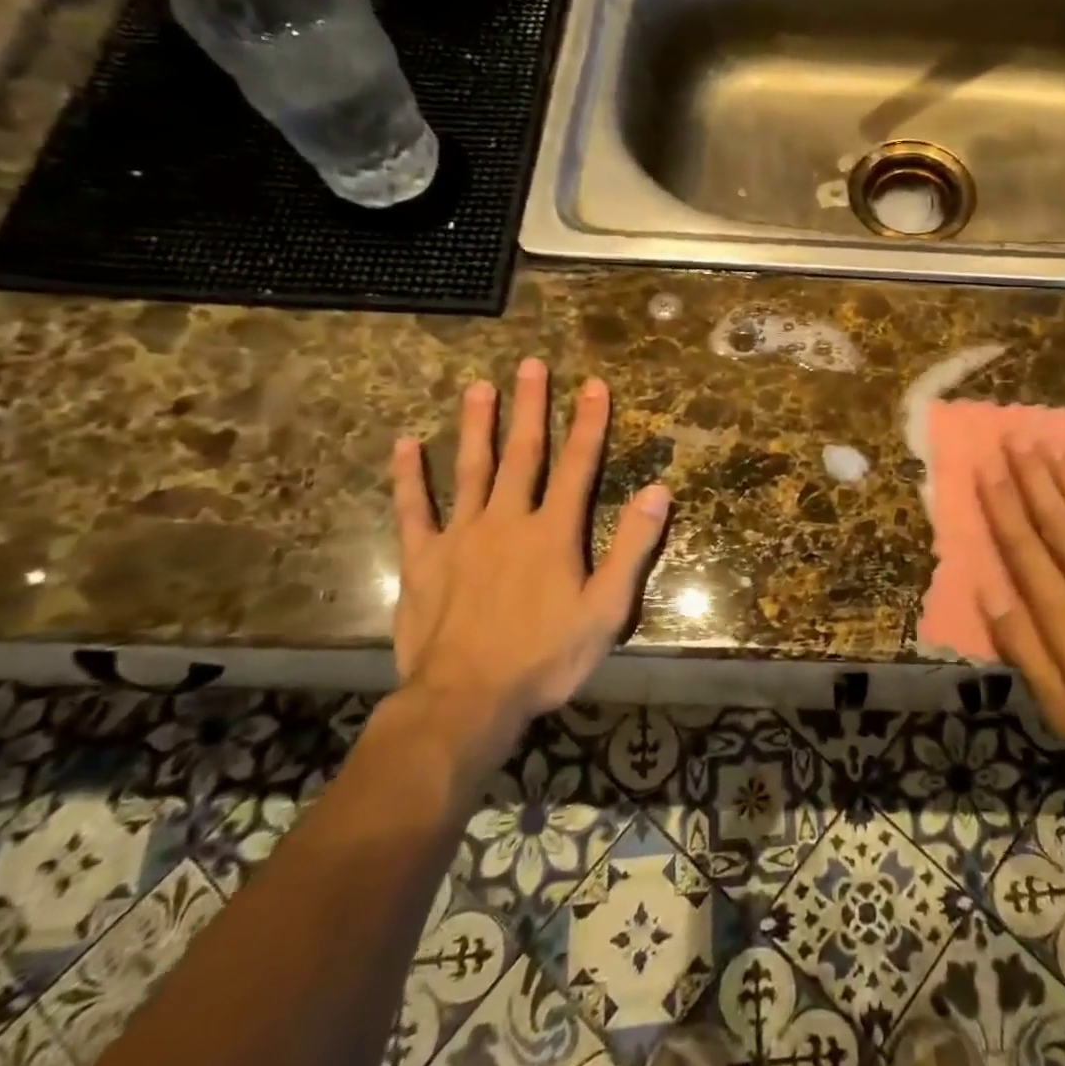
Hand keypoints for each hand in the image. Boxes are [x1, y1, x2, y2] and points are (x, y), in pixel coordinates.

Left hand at [388, 360, 670, 773]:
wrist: (467, 701)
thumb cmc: (545, 657)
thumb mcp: (607, 609)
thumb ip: (633, 547)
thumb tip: (658, 491)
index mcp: (553, 532)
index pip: (579, 465)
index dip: (589, 423)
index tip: (594, 385)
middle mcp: (508, 521)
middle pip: (522, 454)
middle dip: (530, 407)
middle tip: (531, 364)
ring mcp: (460, 536)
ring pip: (470, 469)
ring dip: (476, 426)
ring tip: (478, 386)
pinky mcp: (423, 559)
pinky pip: (414, 509)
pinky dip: (409, 476)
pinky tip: (406, 444)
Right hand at [980, 443, 1064, 805]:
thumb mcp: (1064, 709)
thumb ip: (1025, 649)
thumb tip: (988, 595)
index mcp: (1064, 615)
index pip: (1024, 549)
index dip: (1003, 508)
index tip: (987, 470)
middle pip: (1058, 520)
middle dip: (1034, 477)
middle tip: (1017, 438)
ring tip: (1052, 446)